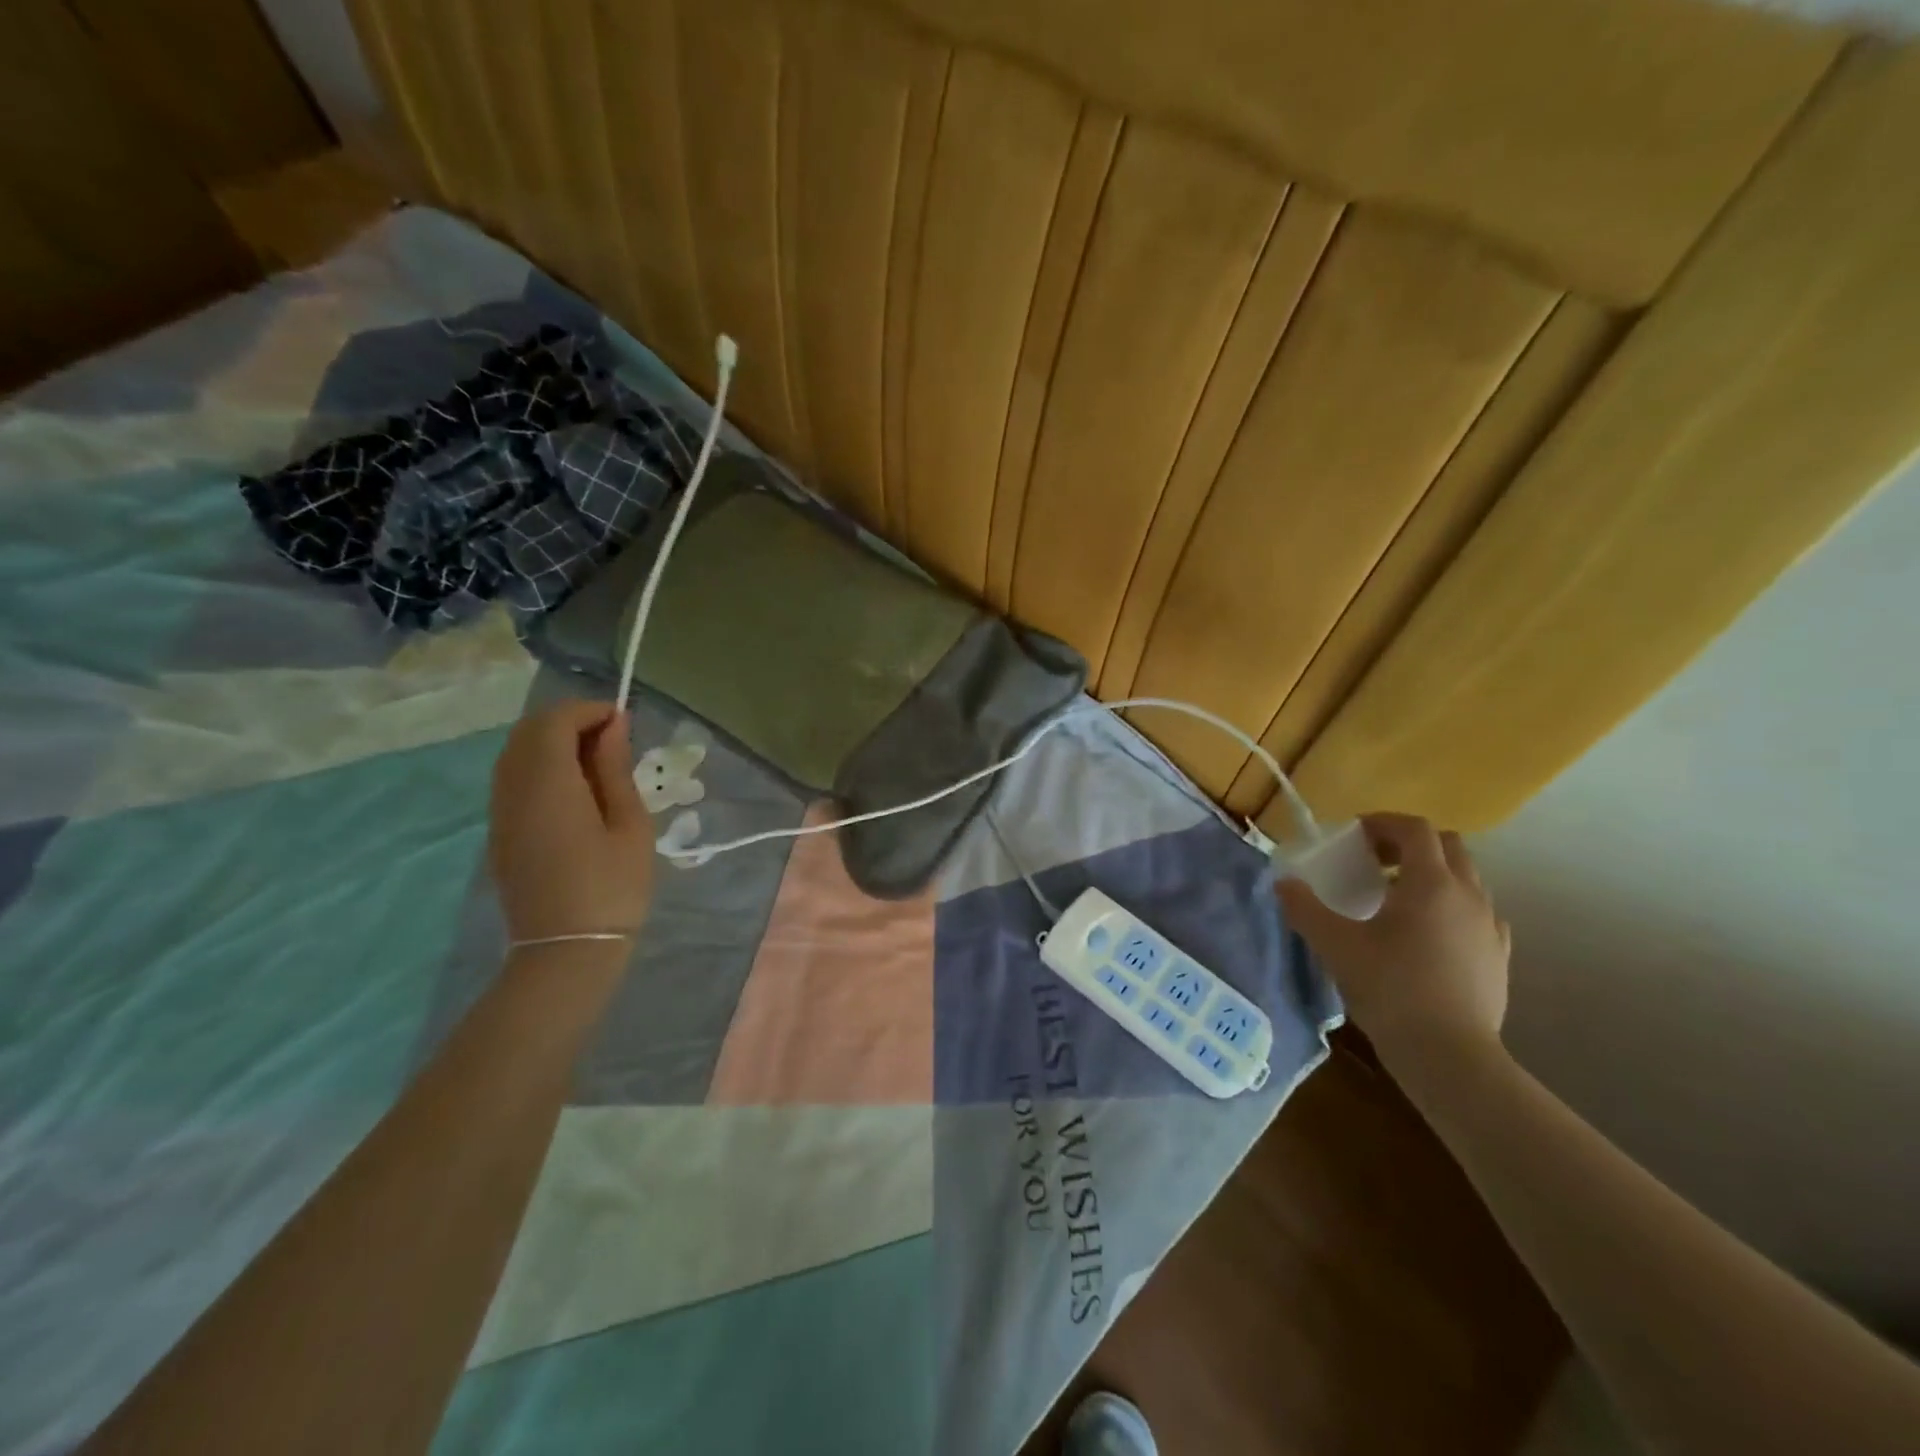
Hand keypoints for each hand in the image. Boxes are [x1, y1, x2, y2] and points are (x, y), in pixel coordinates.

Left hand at [489, 700, 654, 943]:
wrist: (567, 951)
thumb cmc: (613, 887)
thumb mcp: (630, 825)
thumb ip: (615, 769)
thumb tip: (613, 726)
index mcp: (549, 785)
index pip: (555, 722)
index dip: (588, 710)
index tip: (624, 722)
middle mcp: (513, 790)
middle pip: (528, 732)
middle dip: (569, 721)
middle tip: (613, 739)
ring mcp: (500, 812)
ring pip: (515, 753)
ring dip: (552, 742)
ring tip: (597, 761)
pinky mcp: (500, 832)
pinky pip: (512, 778)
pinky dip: (540, 765)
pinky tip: (574, 788)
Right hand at [1278, 813, 1509, 1071]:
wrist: (1450, 1055)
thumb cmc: (1390, 989)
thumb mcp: (1335, 945)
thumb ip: (1305, 908)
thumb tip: (1284, 883)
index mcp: (1430, 883)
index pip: (1414, 829)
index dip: (1383, 822)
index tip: (1355, 834)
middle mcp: (1468, 895)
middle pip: (1449, 845)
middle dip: (1411, 844)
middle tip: (1375, 861)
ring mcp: (1490, 926)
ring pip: (1467, 878)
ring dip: (1433, 874)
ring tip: (1397, 898)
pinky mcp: (1498, 956)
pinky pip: (1477, 912)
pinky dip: (1452, 906)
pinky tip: (1427, 934)